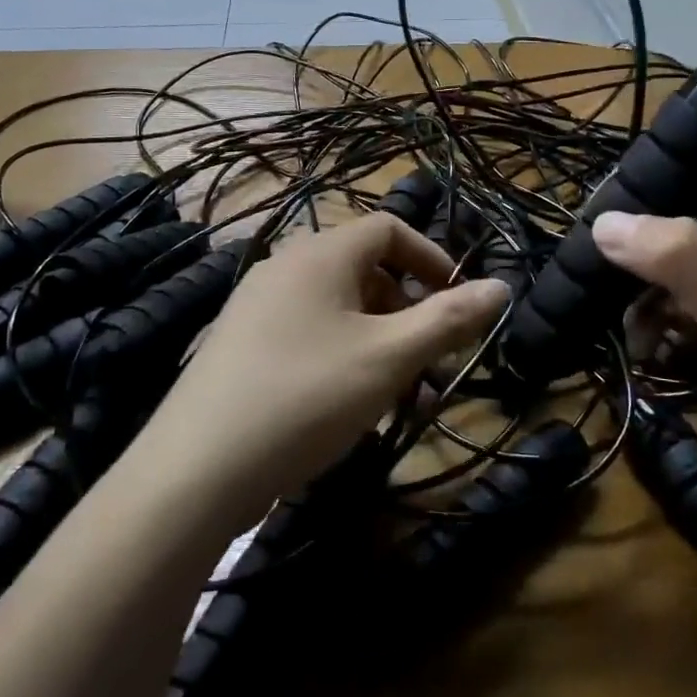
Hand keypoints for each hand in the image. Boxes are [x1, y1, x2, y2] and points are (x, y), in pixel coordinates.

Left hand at [141, 215, 509, 523]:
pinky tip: (350, 409)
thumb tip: (500, 286)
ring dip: (379, 343)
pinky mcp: (241, 344)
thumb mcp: (389, 357)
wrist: (196, 468)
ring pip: (338, 309)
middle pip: (365, 270)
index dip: (432, 259)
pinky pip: (308, 334)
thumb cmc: (307, 396)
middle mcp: (285, 266)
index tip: (458, 303)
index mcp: (320, 253)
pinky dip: (342, 357)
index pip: (389, 229)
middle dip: (408, 311)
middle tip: (430, 361)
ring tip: (399, 398)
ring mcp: (257, 305)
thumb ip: (448, 319)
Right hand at [592, 158, 696, 534]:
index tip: (608, 189)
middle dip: (647, 249)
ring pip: (692, 280)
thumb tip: (605, 221)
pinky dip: (673, 337)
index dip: (670, 169)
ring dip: (654, 302)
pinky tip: (651, 361)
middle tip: (594, 268)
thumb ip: (681, 261)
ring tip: (630, 336)